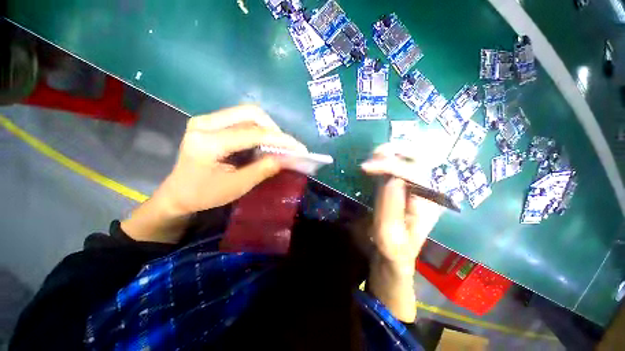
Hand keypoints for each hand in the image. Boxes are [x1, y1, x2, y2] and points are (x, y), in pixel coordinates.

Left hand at [158, 105, 305, 215]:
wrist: (178, 193)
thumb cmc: (204, 194)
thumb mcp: (237, 186)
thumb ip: (264, 169)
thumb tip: (288, 158)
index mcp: (207, 142)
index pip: (252, 133)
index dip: (280, 140)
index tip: (299, 148)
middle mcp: (204, 123)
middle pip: (250, 113)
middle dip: (274, 129)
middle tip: (285, 146)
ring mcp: (206, 119)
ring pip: (247, 113)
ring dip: (267, 128)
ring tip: (277, 145)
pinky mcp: (211, 122)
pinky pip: (241, 119)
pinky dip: (258, 129)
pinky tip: (263, 142)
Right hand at [362, 144, 442, 267]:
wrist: (396, 254)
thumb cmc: (392, 249)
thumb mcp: (389, 236)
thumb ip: (390, 209)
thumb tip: (390, 177)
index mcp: (429, 204)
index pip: (414, 173)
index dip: (389, 166)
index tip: (365, 167)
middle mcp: (429, 190)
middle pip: (422, 157)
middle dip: (397, 150)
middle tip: (373, 154)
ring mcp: (419, 186)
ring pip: (412, 157)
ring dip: (392, 152)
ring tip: (373, 157)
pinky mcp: (408, 185)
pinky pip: (402, 164)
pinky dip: (389, 158)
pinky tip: (377, 162)